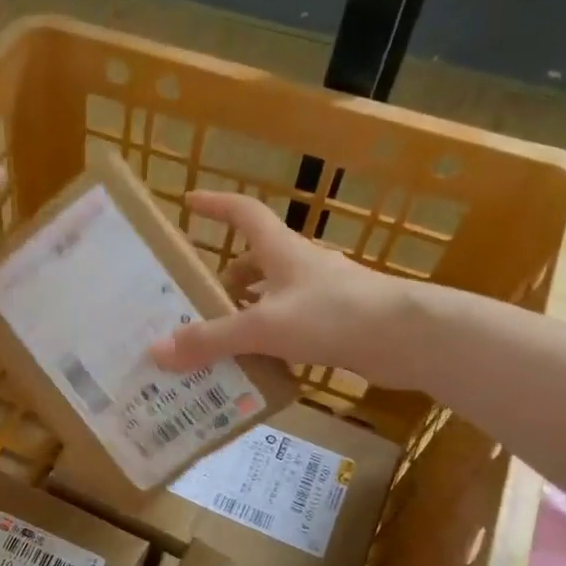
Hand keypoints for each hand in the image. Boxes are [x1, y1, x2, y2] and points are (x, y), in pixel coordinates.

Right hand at [148, 191, 433, 388]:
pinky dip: (272, 336)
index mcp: (282, 251)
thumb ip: (211, 339)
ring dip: (249, 310)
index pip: (244, 214)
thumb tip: (157, 351)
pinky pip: (293, 323)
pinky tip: (261, 362)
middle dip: (227, 277)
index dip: (216, 205)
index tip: (189, 202)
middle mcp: (302, 265)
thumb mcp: (263, 327)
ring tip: (222, 338)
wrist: (409, 337)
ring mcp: (323, 293)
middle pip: (257, 260)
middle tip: (198, 302)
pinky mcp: (339, 322)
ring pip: (275, 294)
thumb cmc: (332, 316)